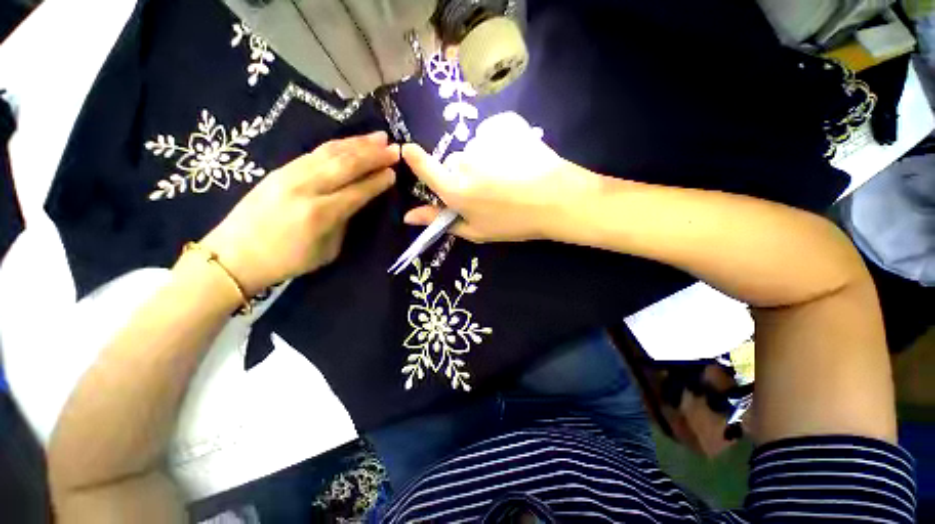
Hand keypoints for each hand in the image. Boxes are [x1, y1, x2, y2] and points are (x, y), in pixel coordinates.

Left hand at [200, 132, 398, 294]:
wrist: (234, 255)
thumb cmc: (287, 261)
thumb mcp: (327, 250)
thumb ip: (344, 223)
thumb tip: (356, 202)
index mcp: (321, 214)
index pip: (358, 191)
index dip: (378, 180)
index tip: (394, 172)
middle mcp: (307, 188)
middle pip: (346, 165)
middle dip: (373, 155)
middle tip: (394, 148)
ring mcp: (290, 175)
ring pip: (330, 153)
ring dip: (357, 143)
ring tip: (378, 137)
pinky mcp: (280, 169)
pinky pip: (315, 152)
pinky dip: (337, 145)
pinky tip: (350, 142)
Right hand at [402, 112, 599, 241]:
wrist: (558, 200)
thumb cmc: (515, 222)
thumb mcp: (477, 231)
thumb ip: (440, 222)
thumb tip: (408, 216)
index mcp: (455, 190)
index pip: (425, 168)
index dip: (415, 159)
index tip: (408, 151)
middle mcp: (464, 162)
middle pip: (453, 162)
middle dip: (463, 174)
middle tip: (488, 189)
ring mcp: (485, 141)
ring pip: (473, 149)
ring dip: (483, 160)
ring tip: (508, 176)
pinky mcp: (504, 126)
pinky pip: (491, 135)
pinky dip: (499, 145)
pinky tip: (517, 159)